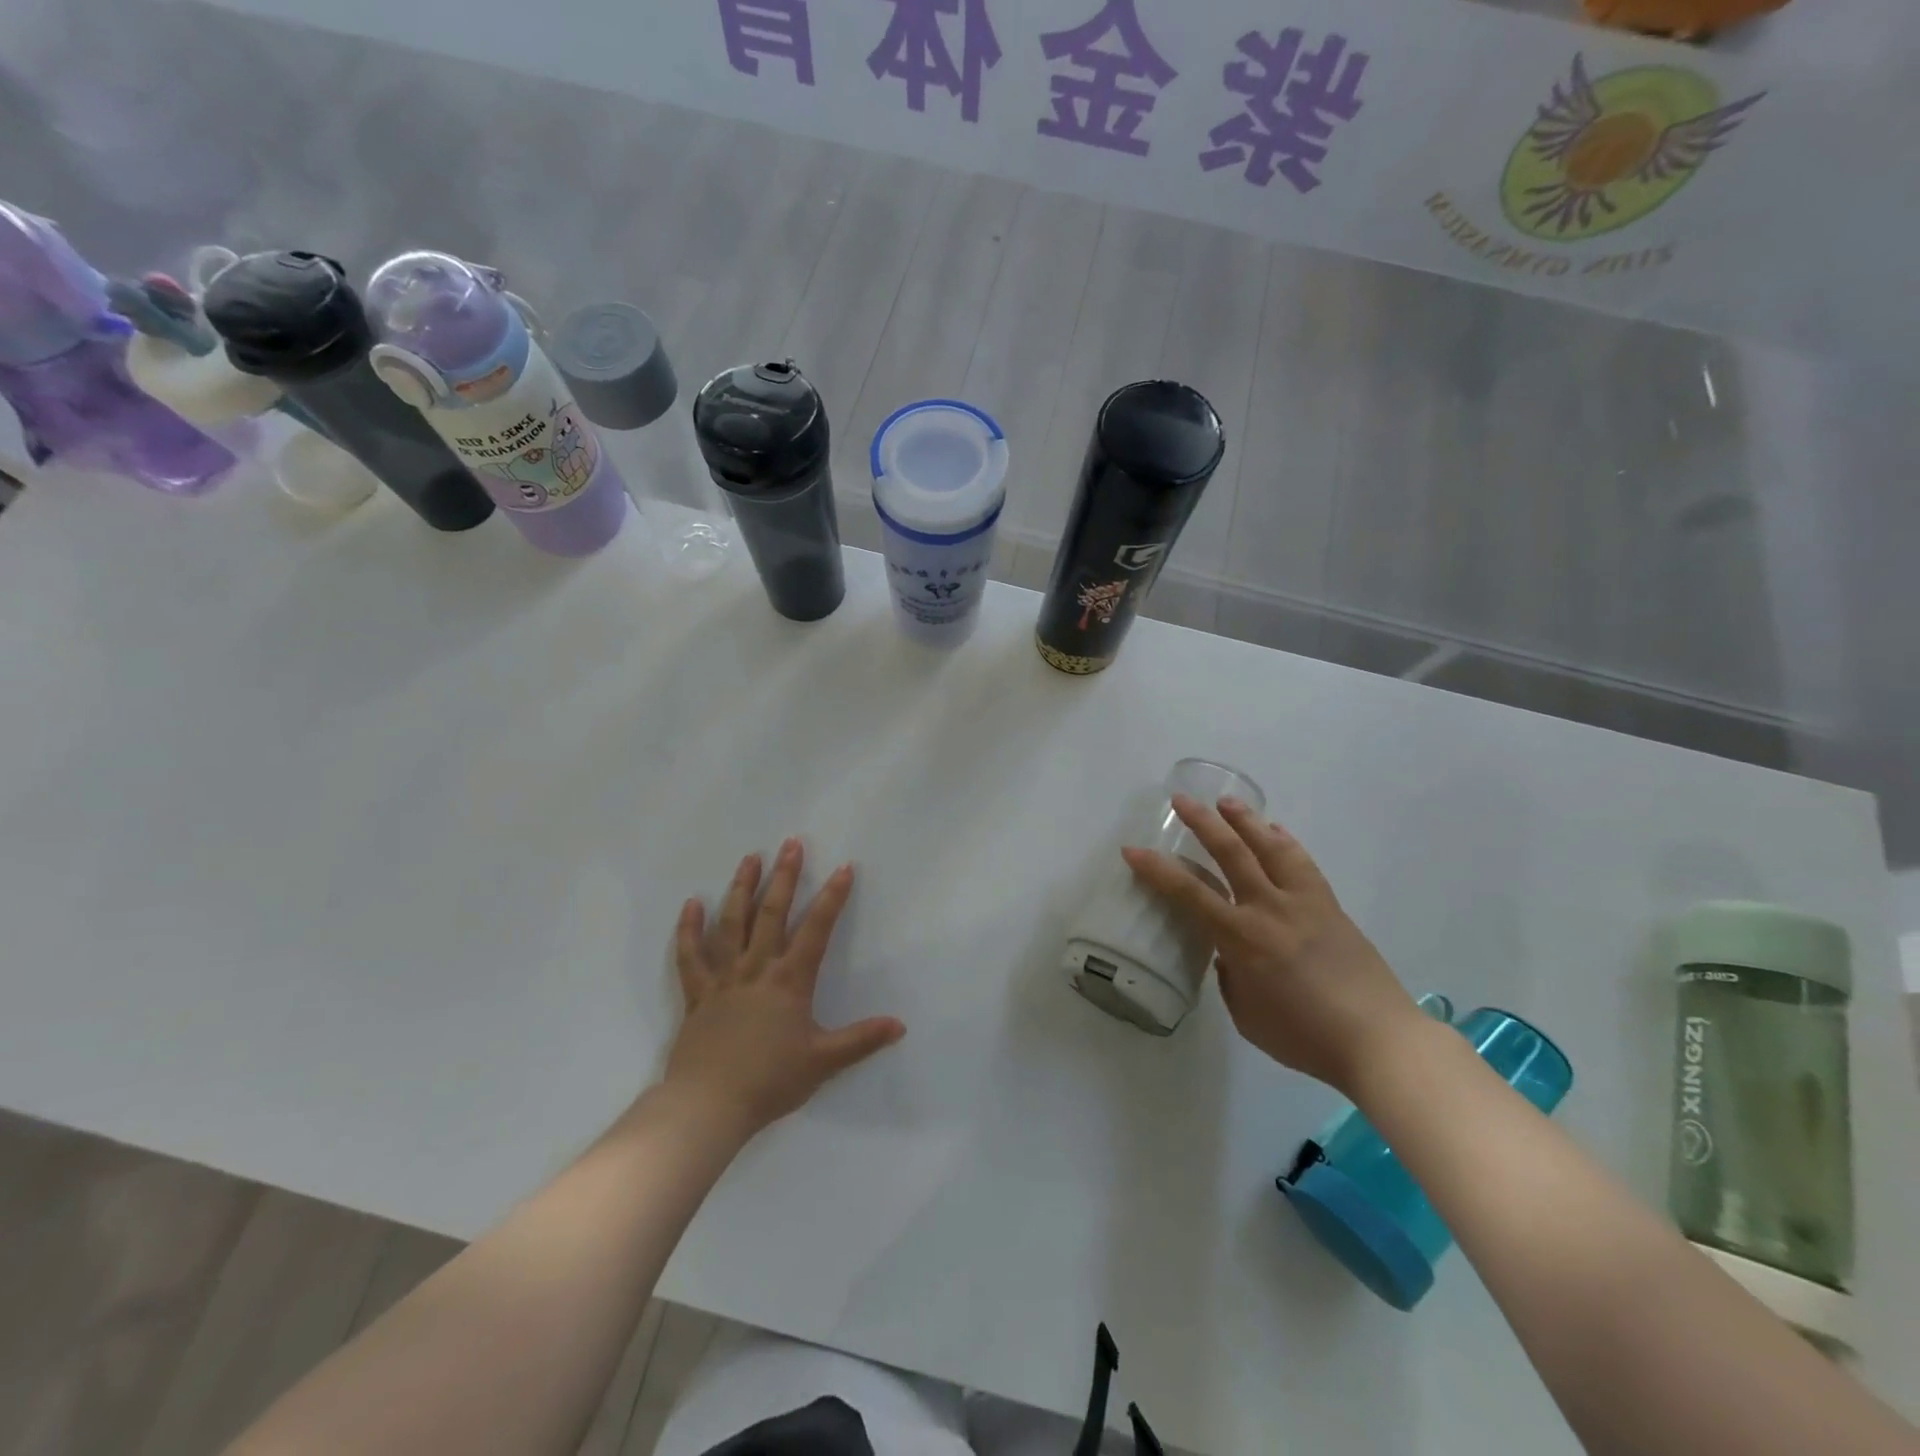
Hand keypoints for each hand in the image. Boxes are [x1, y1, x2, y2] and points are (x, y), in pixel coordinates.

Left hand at [663, 839, 904, 1136]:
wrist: (708, 1106)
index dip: (832, 897)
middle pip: (772, 914)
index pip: (817, 929)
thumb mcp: (823, 1062)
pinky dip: (689, 929)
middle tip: (791, 844)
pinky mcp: (698, 995)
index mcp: (790, 981)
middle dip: (784, 877)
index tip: (844, 868)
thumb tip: (900, 1025)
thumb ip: (861, 1040)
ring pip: (732, 924)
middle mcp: (757, 969)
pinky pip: (690, 957)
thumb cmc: (770, 1081)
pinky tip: (691, 904)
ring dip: (741, 889)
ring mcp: (724, 979)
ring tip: (749, 859)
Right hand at [1121, 795, 1419, 1094]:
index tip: (1132, 850)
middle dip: (1202, 823)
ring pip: (1271, 848)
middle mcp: (1270, 910)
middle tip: (1181, 800)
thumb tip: (1230, 955)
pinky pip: (1303, 863)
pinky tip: (1277, 832)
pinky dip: (1285, 842)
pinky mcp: (1330, 906)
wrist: (1380, 1041)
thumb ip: (1231, 978)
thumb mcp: (1248, 1016)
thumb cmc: (1305, 1037)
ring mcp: (1304, 903)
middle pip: (1231, 854)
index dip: (1157, 870)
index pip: (1189, 894)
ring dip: (1246, 821)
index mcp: (1242, 939)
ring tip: (1227, 801)